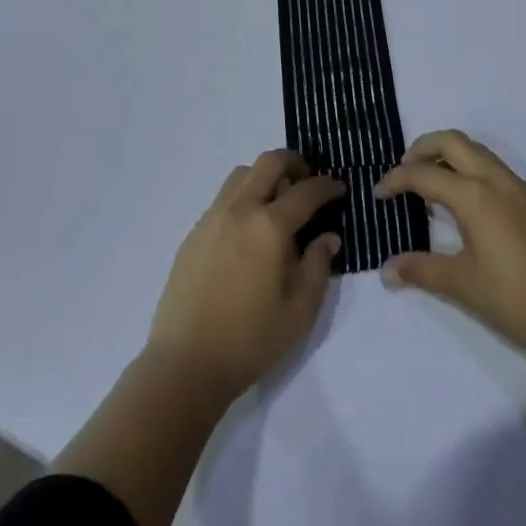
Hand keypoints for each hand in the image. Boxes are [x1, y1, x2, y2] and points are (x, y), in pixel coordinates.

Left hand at [147, 150, 344, 401]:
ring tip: (277, 202)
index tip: (339, 189)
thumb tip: (328, 236)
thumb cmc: (250, 340)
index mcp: (269, 226)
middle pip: (270, 162)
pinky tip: (249, 230)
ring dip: (265, 176)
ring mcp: (213, 217)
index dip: (327, 186)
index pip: (306, 191)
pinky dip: (244, 197)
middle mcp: (240, 209)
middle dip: (295, 163)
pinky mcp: (194, 232)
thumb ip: (318, 266)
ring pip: (243, 174)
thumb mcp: (300, 311)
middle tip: (308, 181)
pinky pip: (224, 198)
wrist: (185, 364)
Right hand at [375, 129, 525, 370]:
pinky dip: (468, 168)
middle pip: (452, 141)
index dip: (397, 180)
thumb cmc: (516, 300)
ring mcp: (517, 187)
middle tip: (403, 173)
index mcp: (475, 195)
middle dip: (421, 148)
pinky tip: (461, 203)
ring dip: (447, 155)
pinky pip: (491, 166)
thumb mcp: (462, 286)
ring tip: (428, 185)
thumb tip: (386, 270)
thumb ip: (421, 270)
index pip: (425, 174)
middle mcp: (495, 179)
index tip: (379, 194)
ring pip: (475, 150)